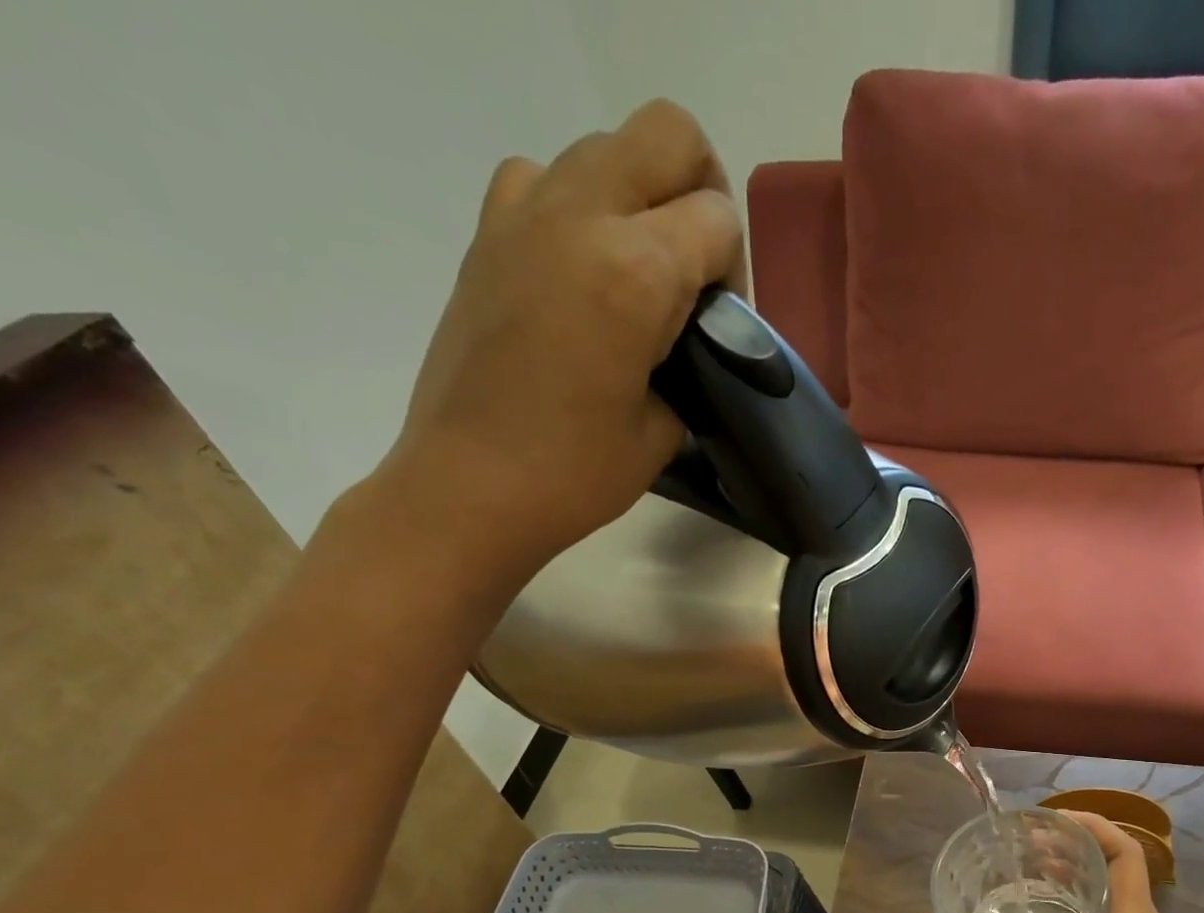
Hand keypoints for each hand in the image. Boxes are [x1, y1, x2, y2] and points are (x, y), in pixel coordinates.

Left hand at [358, 99, 744, 597]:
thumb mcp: (664, 428)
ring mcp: (524, 214)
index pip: (717, 218)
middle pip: (668, 135)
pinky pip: (541, 177)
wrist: (469, 486)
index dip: (733, 271)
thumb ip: (689, 362)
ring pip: (606, 147)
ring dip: (639, 196)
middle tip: (695, 268)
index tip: (719, 324)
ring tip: (637, 276)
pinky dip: (574, 206)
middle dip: (700, 191)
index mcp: (635, 271)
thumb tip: (688, 337)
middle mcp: (581, 216)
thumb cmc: (576, 473)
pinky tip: (579, 270)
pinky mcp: (487, 234)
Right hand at [986, 812, 1203, 912]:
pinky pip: (1120, 907)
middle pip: (1119, 861)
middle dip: (1079, 842)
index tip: (1056, 819)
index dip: (1095, 826)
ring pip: (1119, 884)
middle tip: (1033, 842)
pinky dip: (1091, 894)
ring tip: (1040, 866)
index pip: (1125, 854)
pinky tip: (1063, 911)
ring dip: (1084, 868)